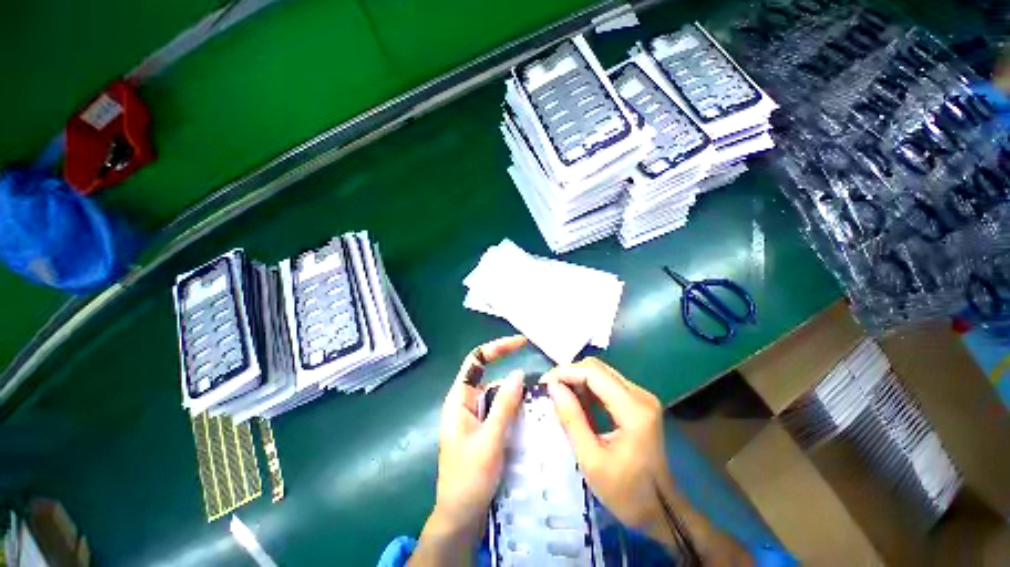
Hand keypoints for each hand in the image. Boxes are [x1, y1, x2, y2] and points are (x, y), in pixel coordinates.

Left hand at [410, 336, 525, 565]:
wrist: (460, 519)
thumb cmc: (468, 479)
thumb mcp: (489, 440)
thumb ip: (504, 405)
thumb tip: (518, 373)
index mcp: (459, 399)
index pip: (476, 360)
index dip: (497, 347)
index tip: (521, 343)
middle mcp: (468, 403)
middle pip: (492, 377)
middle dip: (514, 377)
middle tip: (540, 382)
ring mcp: (477, 417)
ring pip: (501, 396)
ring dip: (518, 397)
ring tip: (542, 401)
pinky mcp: (486, 430)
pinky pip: (503, 412)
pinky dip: (517, 411)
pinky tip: (533, 417)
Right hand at [543, 358, 750, 563]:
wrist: (661, 510)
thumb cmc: (625, 492)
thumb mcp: (591, 460)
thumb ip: (571, 419)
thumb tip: (552, 386)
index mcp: (633, 409)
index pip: (593, 373)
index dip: (565, 372)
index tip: (543, 383)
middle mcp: (640, 394)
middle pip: (597, 368)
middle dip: (569, 374)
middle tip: (549, 389)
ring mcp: (641, 396)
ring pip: (601, 373)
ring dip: (577, 380)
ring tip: (559, 395)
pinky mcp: (638, 401)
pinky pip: (607, 384)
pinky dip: (588, 388)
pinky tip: (576, 401)